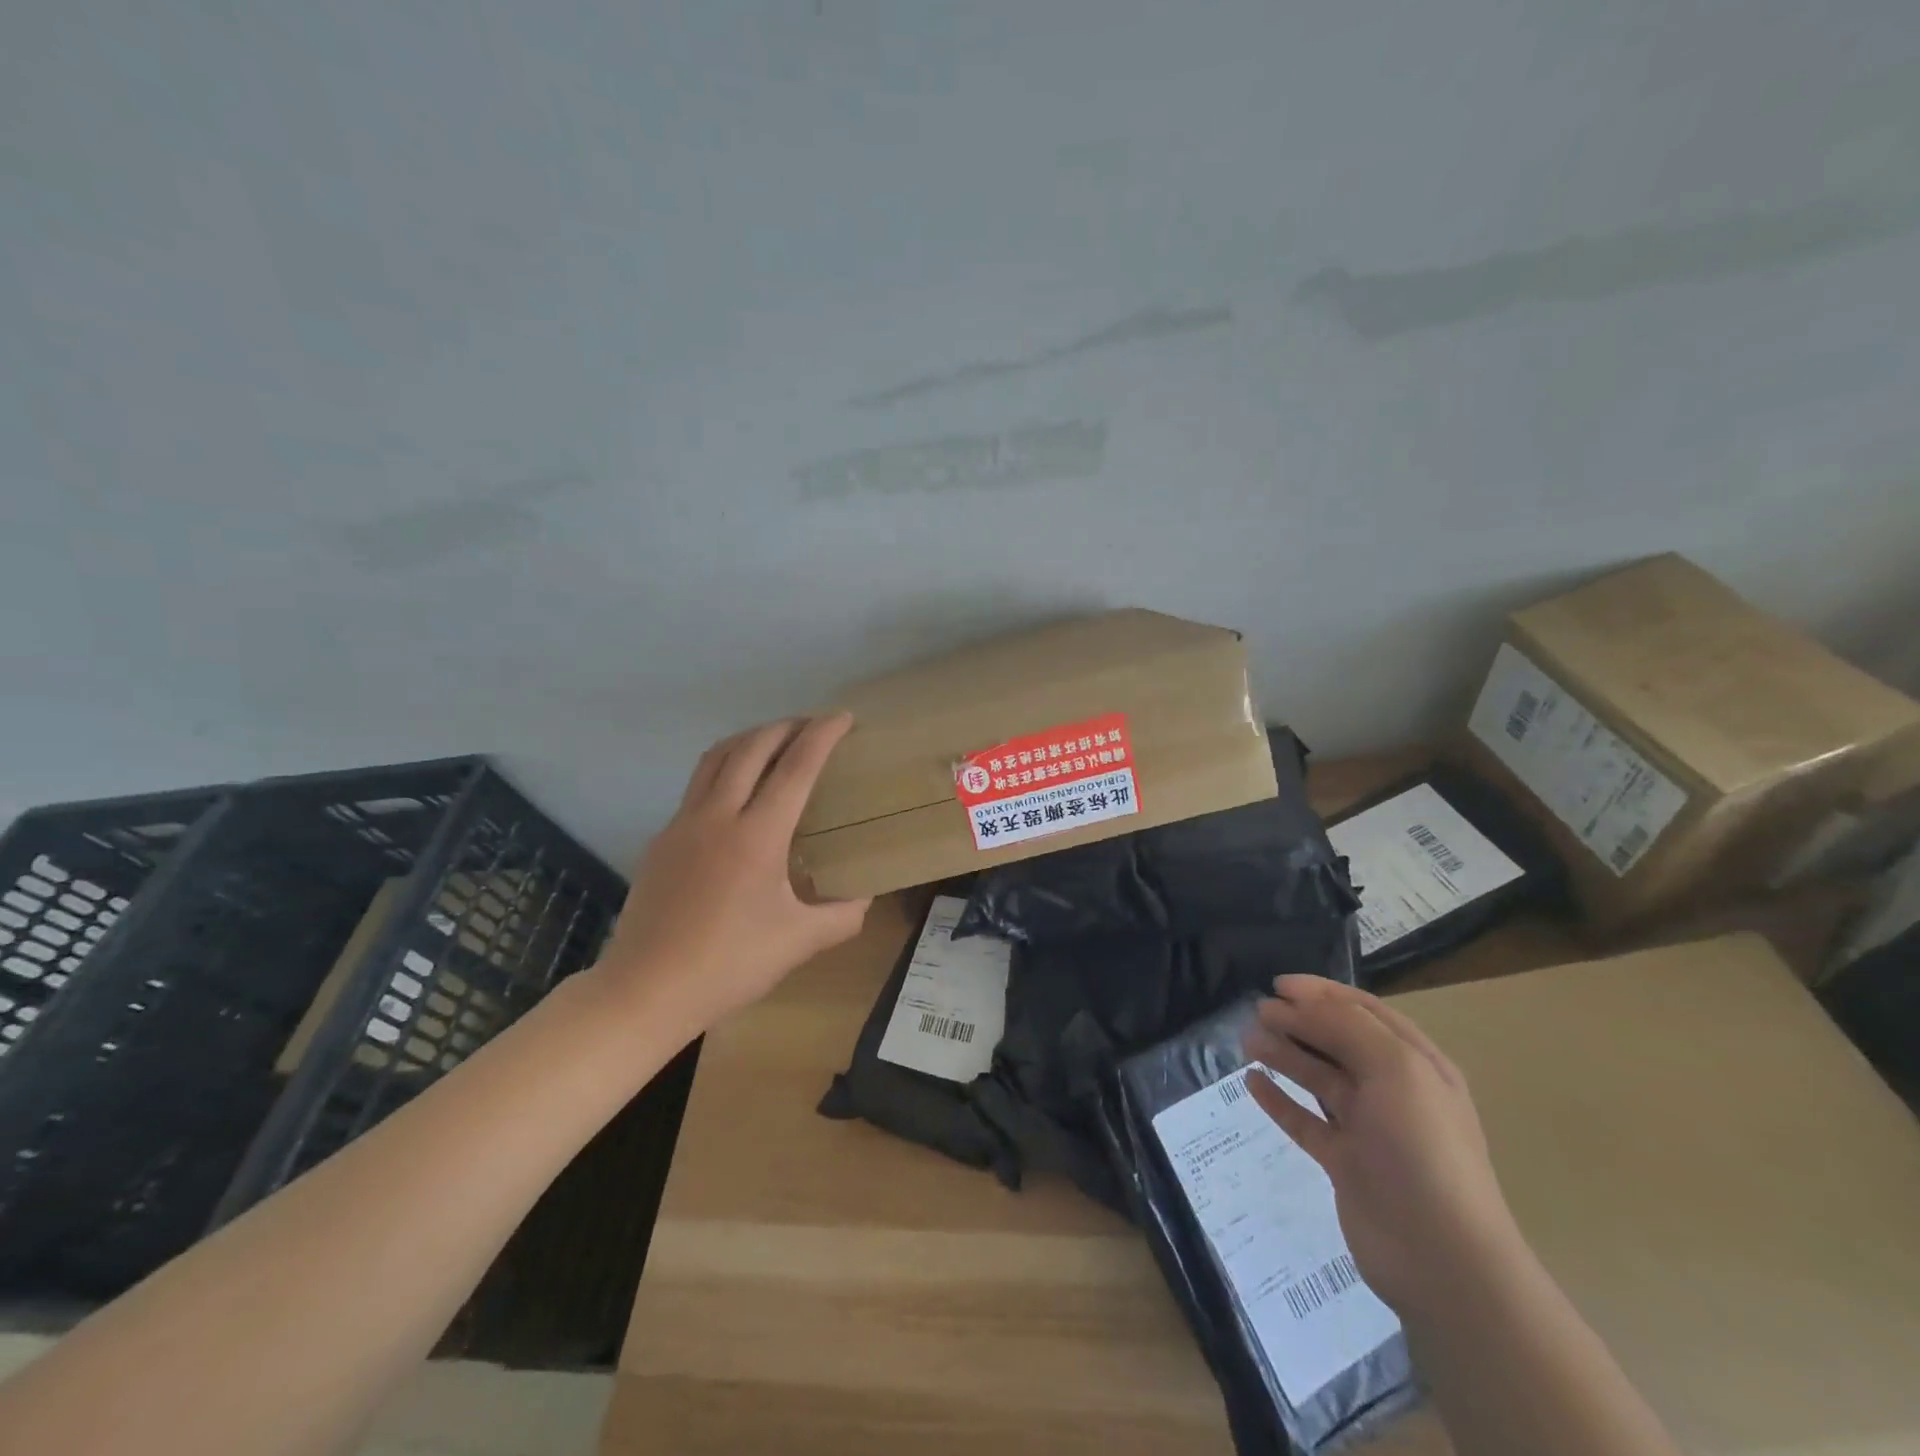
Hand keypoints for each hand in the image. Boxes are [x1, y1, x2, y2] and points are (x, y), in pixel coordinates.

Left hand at [596, 715, 870, 1031]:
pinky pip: (697, 787)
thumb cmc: (729, 965)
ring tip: (774, 743)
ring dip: (749, 740)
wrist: (645, 990)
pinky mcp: (661, 840)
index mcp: (757, 835)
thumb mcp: (799, 943)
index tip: (843, 717)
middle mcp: (717, 816)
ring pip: (715, 759)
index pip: (795, 767)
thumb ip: (842, 916)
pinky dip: (724, 771)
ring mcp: (682, 824)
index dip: (822, 735)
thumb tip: (865, 897)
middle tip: (812, 726)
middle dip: (785, 727)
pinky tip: (736, 798)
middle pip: (751, 748)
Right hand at [1242, 975, 1522, 1318]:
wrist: (1440, 1258)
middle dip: (1297, 1021)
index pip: (1363, 1012)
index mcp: (1416, 1063)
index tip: (1277, 985)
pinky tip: (1252, 1083)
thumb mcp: (1395, 1068)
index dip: (1321, 992)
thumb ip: (1346, 1026)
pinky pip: (1304, 1120)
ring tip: (1246, 1041)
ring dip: (1283, 1054)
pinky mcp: (1345, 1162)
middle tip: (1256, 1012)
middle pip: (1336, 1041)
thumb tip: (1297, 1003)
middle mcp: (1393, 1090)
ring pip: (1317, 1078)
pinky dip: (1279, 1100)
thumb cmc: (1423, 1148)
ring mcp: (1368, 1128)